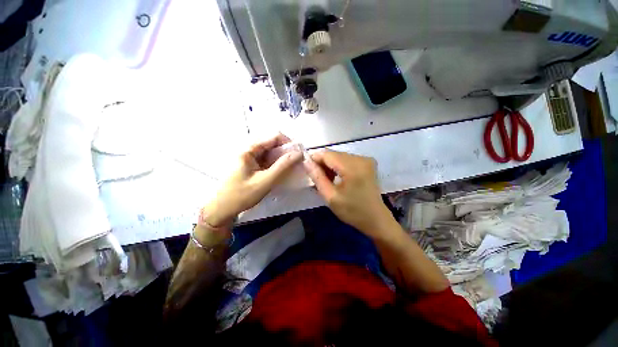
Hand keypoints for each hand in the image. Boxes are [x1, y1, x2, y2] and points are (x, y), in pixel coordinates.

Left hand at [203, 134, 302, 227]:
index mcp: (249, 150)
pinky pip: (267, 160)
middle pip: (272, 144)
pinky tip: (281, 172)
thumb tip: (299, 153)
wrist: (222, 209)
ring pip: (271, 152)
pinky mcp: (251, 165)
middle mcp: (249, 150)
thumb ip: (282, 166)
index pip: (273, 137)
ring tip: (291, 168)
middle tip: (296, 163)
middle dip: (286, 151)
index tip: (299, 154)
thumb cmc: (241, 195)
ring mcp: (250, 158)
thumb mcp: (265, 181)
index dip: (288, 143)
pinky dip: (276, 164)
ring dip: (282, 158)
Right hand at [303, 150, 394, 236]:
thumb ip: (317, 177)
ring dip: (331, 165)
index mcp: (353, 168)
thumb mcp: (331, 197)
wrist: (375, 219)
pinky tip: (337, 177)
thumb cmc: (352, 211)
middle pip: (334, 154)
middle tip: (317, 178)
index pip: (327, 154)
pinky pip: (347, 159)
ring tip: (327, 180)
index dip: (315, 159)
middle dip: (323, 164)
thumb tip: (306, 162)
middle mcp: (361, 159)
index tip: (308, 170)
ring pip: (340, 156)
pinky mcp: (368, 163)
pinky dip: (339, 166)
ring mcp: (366, 160)